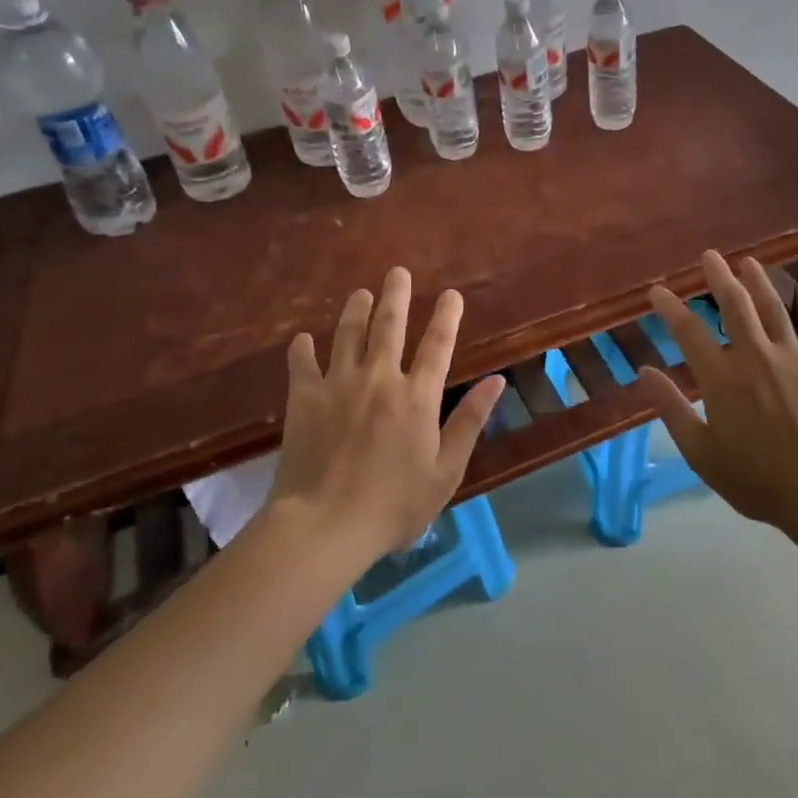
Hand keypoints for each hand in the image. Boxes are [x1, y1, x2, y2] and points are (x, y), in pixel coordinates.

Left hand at [271, 266, 504, 556]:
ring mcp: (339, 385)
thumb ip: (470, 421)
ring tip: (360, 293)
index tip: (451, 294)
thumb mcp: (446, 470)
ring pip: (348, 334)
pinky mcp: (304, 400)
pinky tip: (303, 339)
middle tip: (397, 272)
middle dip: (396, 295)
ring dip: (355, 310)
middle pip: (389, 326)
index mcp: (417, 397)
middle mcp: (380, 379)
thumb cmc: (394, 505)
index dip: (447, 317)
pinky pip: (302, 365)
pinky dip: (302, 350)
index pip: (438, 345)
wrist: (325, 526)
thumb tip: (495, 380)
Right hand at [638, 251, 797, 532]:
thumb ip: (672, 410)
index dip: (670, 307)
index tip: (657, 291)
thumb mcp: (702, 453)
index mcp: (722, 378)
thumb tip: (645, 372)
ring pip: (773, 307)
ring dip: (759, 280)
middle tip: (710, 256)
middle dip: (718, 277)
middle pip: (734, 304)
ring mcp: (793, 357)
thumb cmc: (757, 479)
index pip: (688, 331)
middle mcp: (755, 356)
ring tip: (748, 261)